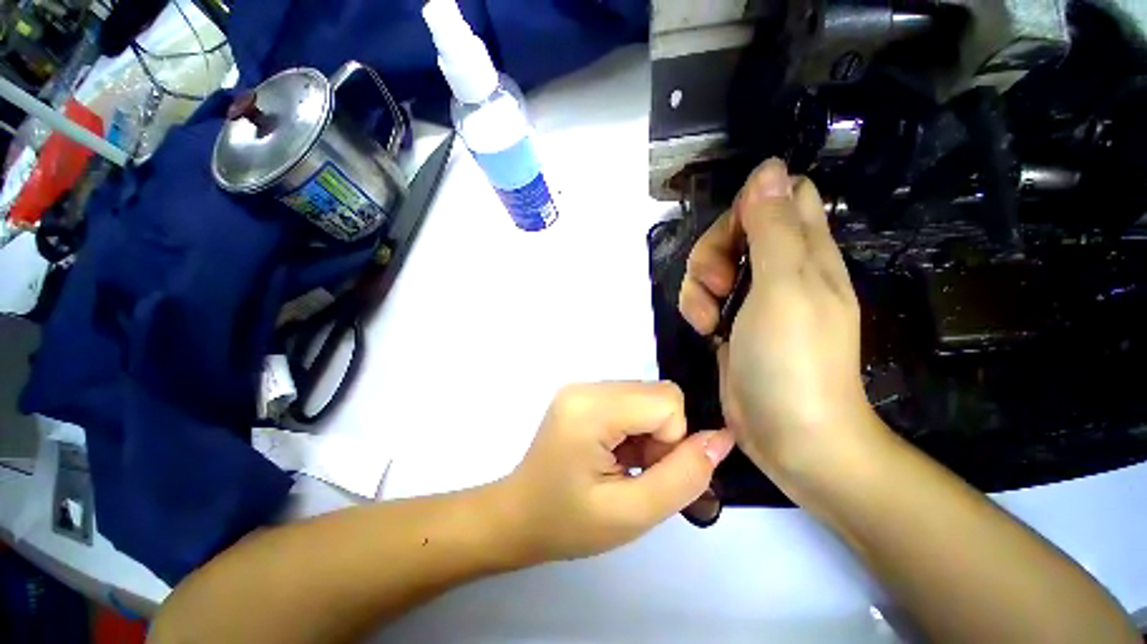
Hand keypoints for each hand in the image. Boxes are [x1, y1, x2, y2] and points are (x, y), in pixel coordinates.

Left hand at [501, 382, 733, 562]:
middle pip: (657, 394)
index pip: (665, 401)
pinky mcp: (582, 395)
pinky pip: (630, 400)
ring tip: (624, 464)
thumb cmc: (568, 523)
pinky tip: (615, 453)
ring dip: (649, 432)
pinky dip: (635, 427)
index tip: (649, 471)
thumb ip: (684, 475)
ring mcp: (582, 387)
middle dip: (662, 435)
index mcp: (590, 408)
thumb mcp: (632, 514)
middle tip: (637, 470)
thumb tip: (721, 439)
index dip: (672, 440)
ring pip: (647, 396)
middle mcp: (585, 386)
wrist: (518, 517)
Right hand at [677, 159, 882, 477]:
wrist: (791, 434)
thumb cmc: (794, 359)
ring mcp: (754, 298)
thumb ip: (774, 227)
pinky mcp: (732, 322)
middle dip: (715, 250)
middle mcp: (782, 269)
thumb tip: (769, 169)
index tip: (736, 234)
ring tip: (709, 316)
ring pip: (714, 264)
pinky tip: (704, 330)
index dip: (753, 205)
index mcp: (806, 251)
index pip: (782, 197)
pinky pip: (704, 296)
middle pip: (737, 230)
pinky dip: (696, 307)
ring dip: (699, 283)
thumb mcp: (785, 285)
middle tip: (718, 282)